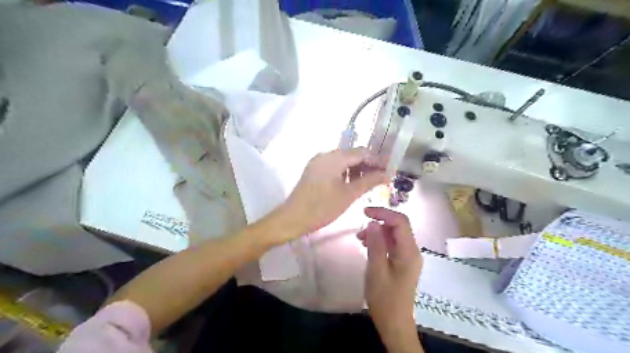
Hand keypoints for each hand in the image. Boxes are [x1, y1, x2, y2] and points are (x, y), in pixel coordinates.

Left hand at [277, 148, 388, 241]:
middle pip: (352, 155)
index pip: (362, 152)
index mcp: (333, 157)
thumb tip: (387, 174)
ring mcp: (318, 163)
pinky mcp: (314, 171)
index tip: (390, 169)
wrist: (292, 218)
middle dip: (368, 165)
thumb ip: (369, 181)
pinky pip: (334, 167)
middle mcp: (325, 155)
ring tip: (370, 182)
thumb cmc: (322, 207)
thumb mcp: (349, 195)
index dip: (377, 160)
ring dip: (357, 169)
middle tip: (382, 178)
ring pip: (343, 161)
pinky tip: (353, 184)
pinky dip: (346, 173)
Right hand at [359, 207, 421, 349]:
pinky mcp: (403, 262)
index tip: (364, 212)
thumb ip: (376, 245)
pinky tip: (367, 246)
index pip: (400, 222)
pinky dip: (380, 241)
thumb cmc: (384, 298)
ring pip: (394, 235)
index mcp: (409, 252)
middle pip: (398, 226)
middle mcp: (412, 251)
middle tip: (360, 227)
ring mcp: (408, 257)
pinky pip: (392, 244)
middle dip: (379, 222)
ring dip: (378, 232)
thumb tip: (372, 223)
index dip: (383, 213)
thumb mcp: (376, 270)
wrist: (394, 322)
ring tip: (360, 239)